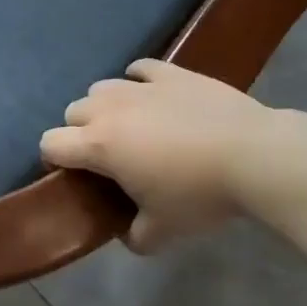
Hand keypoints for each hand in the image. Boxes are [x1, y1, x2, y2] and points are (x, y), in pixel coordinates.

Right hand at [40, 60, 269, 253]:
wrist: (255, 156)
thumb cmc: (200, 194)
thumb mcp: (163, 231)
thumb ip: (134, 236)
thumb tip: (126, 233)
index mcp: (99, 145)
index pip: (50, 143)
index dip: (54, 160)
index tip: (72, 175)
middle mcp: (110, 109)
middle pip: (73, 112)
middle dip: (81, 132)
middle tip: (108, 156)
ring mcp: (141, 87)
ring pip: (101, 88)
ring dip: (105, 106)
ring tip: (131, 125)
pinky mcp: (172, 74)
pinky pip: (139, 69)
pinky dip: (138, 81)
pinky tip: (152, 95)